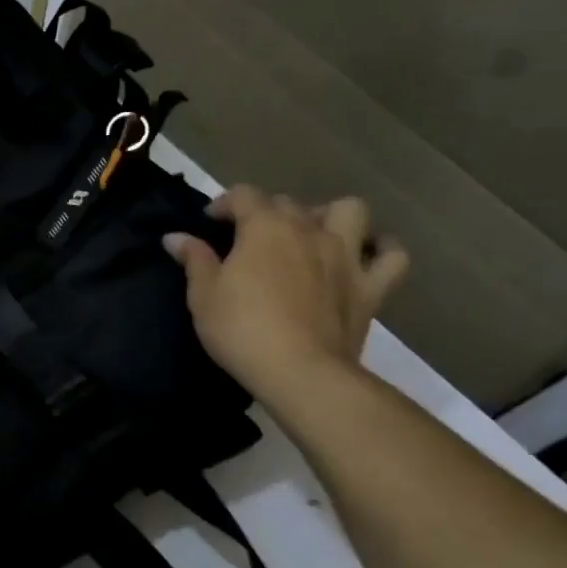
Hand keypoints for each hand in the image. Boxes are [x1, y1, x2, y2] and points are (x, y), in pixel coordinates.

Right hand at [163, 186, 409, 400]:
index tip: (210, 223)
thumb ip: (194, 259)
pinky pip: (391, 256)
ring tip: (312, 234)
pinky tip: (366, 255)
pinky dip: (381, 249)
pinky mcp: (371, 286)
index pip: (244, 195)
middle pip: (288, 203)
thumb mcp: (202, 294)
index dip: (224, 204)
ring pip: (349, 211)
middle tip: (250, 239)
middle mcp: (308, 229)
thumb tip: (175, 236)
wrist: (300, 372)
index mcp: (264, 227)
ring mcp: (345, 255)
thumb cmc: (241, 328)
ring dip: (330, 215)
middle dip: (266, 212)